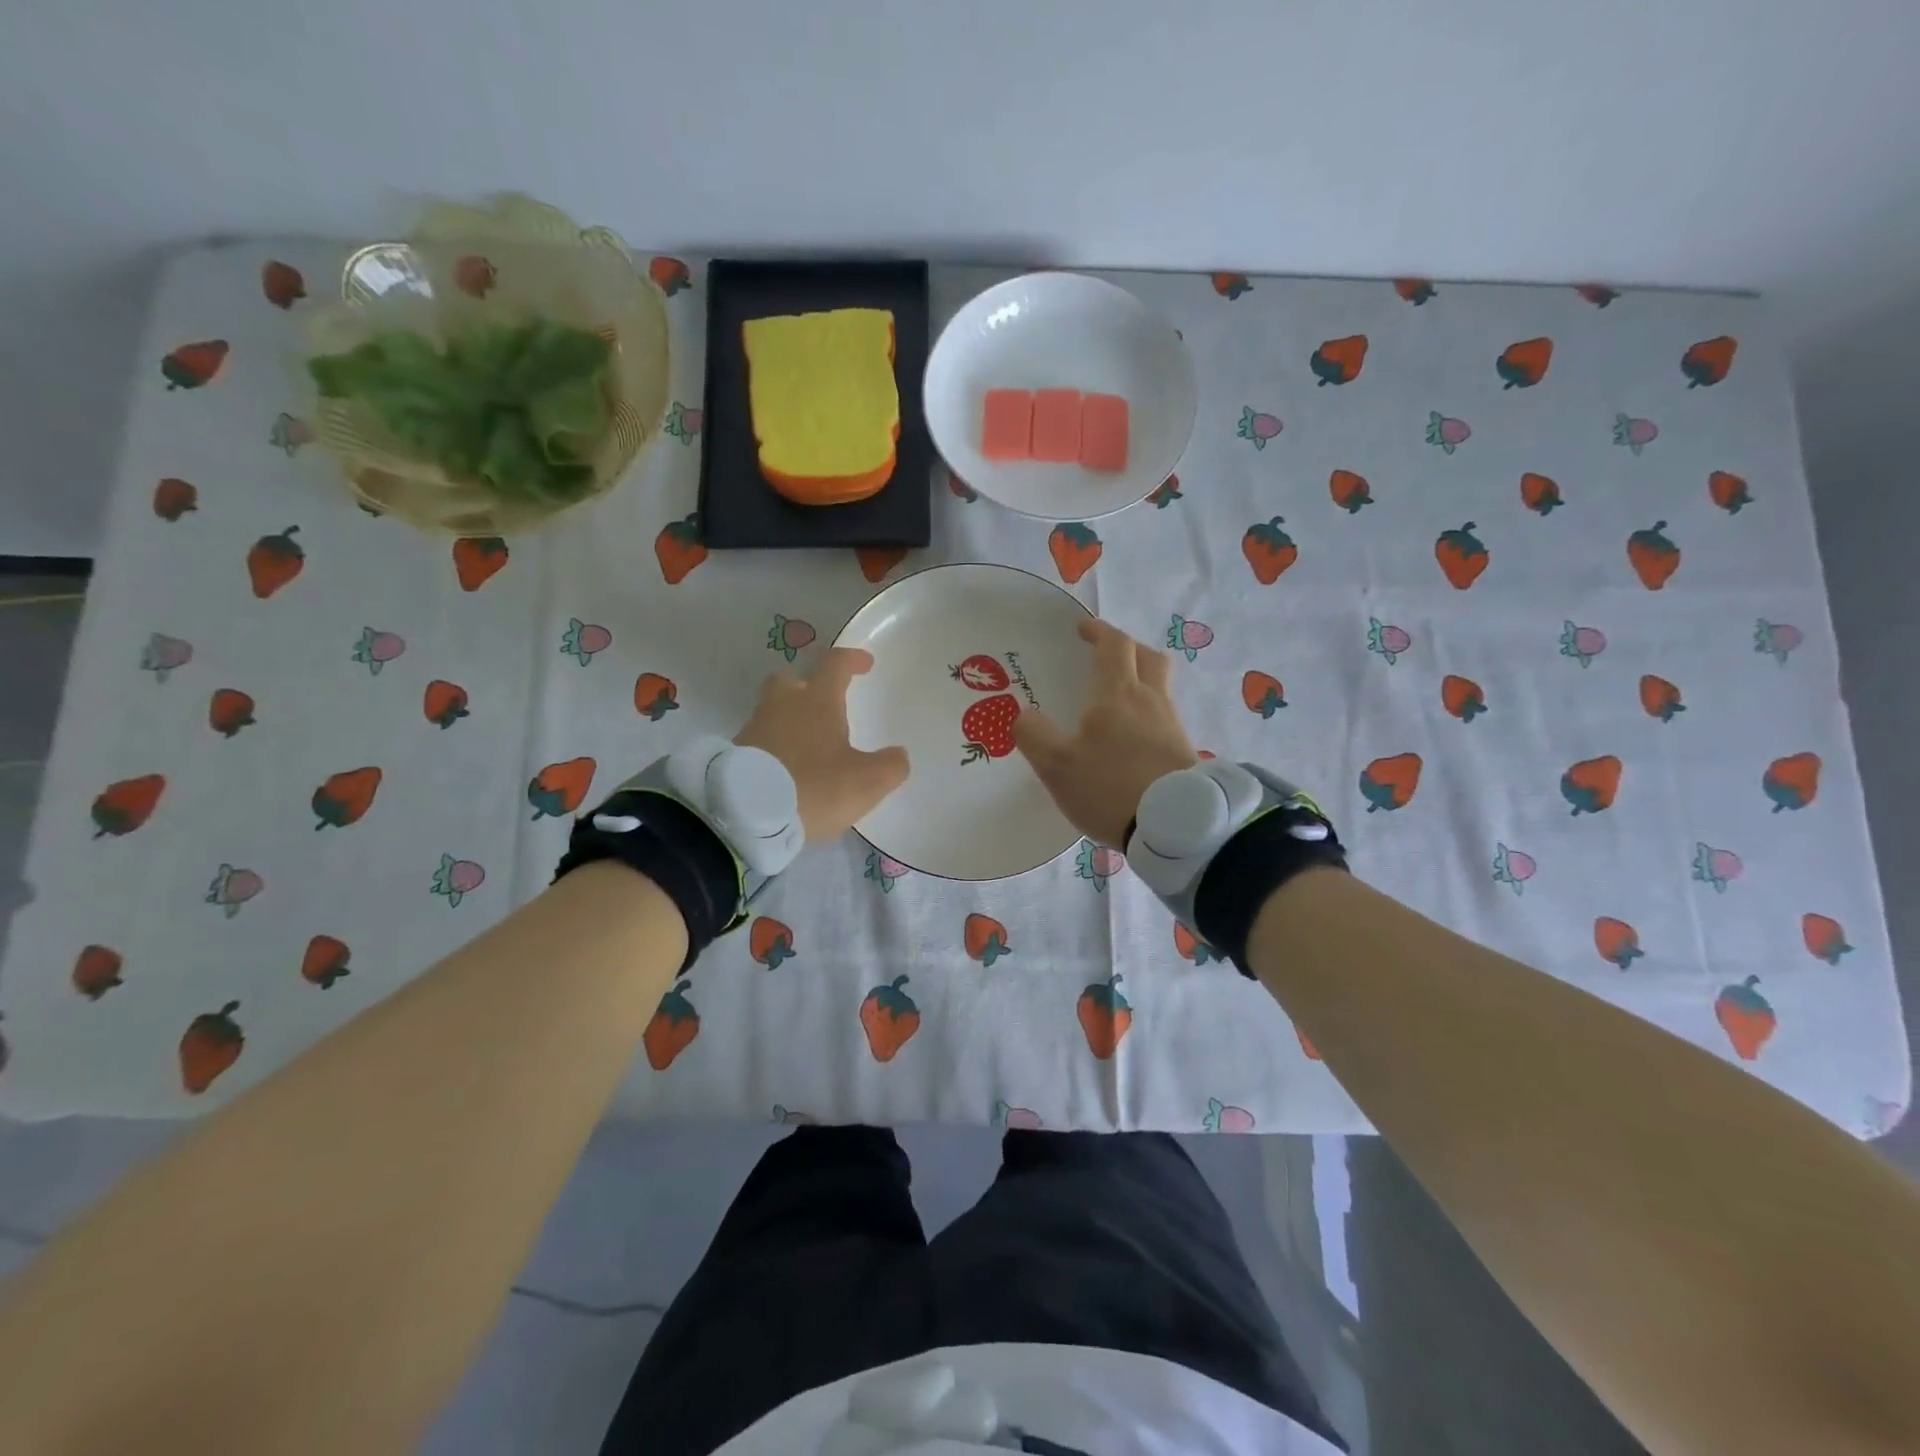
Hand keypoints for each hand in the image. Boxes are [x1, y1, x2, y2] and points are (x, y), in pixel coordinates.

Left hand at [735, 647, 909, 842]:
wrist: (746, 814)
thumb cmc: (814, 786)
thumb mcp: (867, 781)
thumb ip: (890, 766)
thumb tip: (897, 755)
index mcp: (816, 700)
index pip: (835, 665)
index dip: (852, 660)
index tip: (865, 663)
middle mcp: (782, 705)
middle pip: (791, 679)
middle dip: (808, 684)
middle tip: (824, 702)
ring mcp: (754, 728)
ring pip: (773, 710)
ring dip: (790, 719)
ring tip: (809, 743)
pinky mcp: (735, 754)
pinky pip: (761, 739)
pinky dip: (776, 746)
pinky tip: (788, 768)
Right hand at [1014, 618, 1199, 846]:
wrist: (1174, 825)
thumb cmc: (1110, 787)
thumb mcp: (1056, 765)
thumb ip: (1034, 735)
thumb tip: (1024, 715)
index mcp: (1118, 694)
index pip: (1113, 646)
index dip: (1098, 631)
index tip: (1082, 629)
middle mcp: (1151, 700)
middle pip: (1148, 657)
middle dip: (1127, 648)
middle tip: (1107, 654)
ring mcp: (1172, 725)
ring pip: (1161, 686)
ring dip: (1142, 678)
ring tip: (1119, 697)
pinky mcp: (1185, 751)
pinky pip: (1166, 716)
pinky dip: (1149, 712)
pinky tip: (1135, 735)